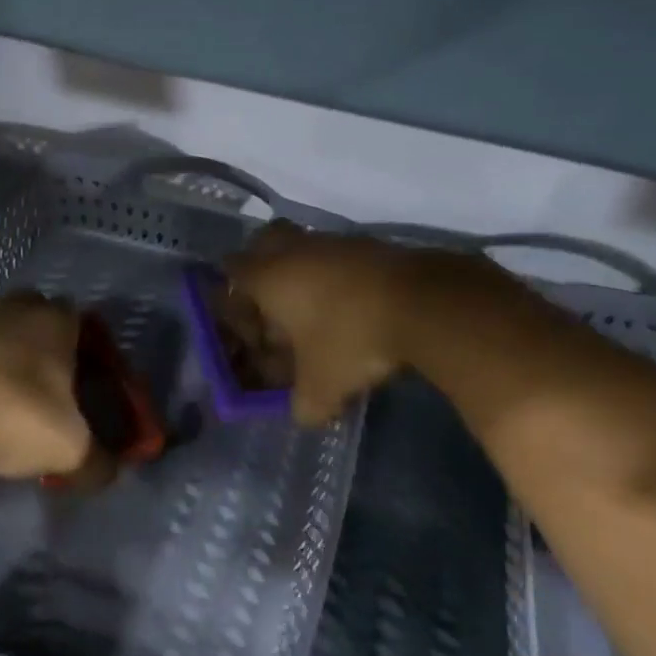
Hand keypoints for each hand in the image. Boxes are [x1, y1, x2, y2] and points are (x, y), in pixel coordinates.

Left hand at [0, 293, 94, 479]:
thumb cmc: (20, 418)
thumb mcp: (71, 450)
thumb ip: (97, 462)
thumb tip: (109, 473)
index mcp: (56, 321)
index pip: (78, 318)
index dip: (82, 344)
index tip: (81, 376)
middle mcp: (15, 307)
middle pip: (36, 314)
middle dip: (41, 340)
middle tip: (44, 381)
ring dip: (3, 351)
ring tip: (5, 393)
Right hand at [222, 224, 428, 425]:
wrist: (424, 305)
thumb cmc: (351, 340)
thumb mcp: (322, 388)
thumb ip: (304, 406)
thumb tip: (305, 414)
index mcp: (269, 276)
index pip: (232, 271)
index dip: (234, 300)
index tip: (253, 330)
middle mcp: (297, 250)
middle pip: (265, 240)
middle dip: (263, 267)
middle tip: (274, 302)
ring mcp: (337, 242)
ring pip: (308, 248)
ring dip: (307, 274)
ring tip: (321, 314)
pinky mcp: (373, 245)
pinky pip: (343, 256)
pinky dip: (342, 278)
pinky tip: (357, 309)